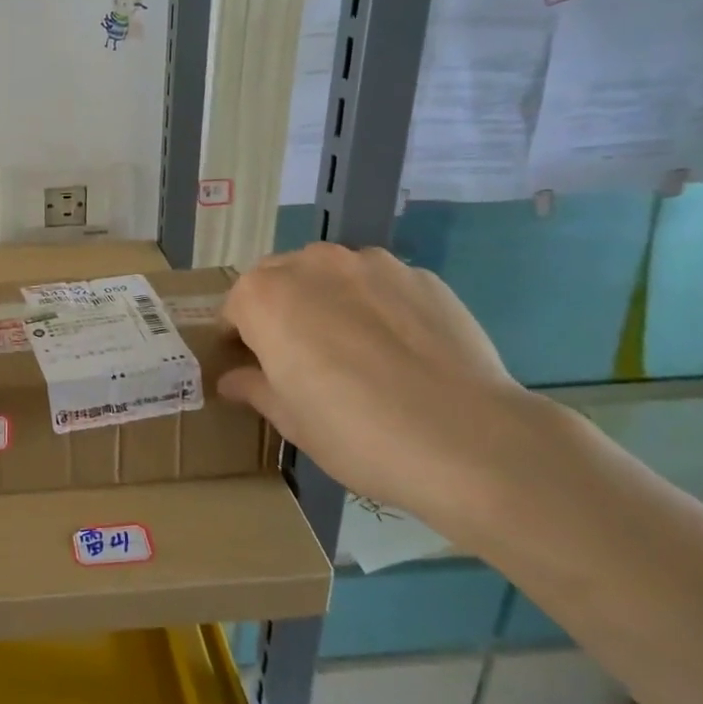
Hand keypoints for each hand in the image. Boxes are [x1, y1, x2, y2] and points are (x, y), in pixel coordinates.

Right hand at [219, 243, 559, 549]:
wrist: (468, 438)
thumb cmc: (355, 432)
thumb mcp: (291, 420)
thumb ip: (255, 388)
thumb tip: (234, 379)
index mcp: (265, 296)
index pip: (235, 308)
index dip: (240, 339)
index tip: (254, 369)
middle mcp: (312, 264)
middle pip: (281, 280)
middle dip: (281, 312)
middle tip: (302, 360)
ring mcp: (371, 264)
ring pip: (332, 277)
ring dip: (328, 302)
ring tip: (356, 352)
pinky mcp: (422, 276)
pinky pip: (382, 287)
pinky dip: (378, 307)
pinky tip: (401, 352)